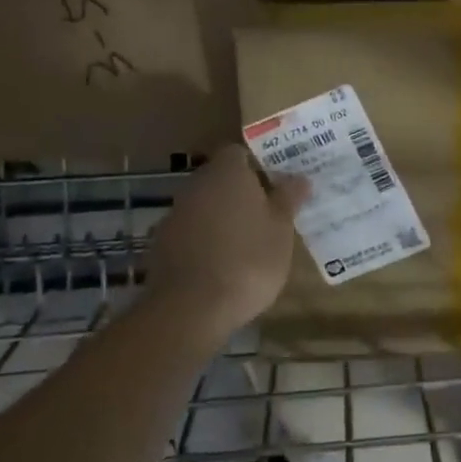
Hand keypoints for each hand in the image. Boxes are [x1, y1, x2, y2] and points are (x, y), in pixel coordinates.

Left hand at [143, 145, 308, 346]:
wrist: (189, 309)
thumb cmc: (247, 260)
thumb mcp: (281, 230)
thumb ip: (288, 199)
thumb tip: (299, 178)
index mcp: (227, 172)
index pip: (240, 153)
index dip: (258, 166)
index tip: (275, 185)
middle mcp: (196, 185)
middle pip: (220, 179)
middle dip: (241, 193)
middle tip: (267, 214)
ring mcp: (175, 215)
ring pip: (204, 206)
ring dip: (221, 218)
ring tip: (246, 243)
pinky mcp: (161, 245)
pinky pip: (190, 233)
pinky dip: (204, 241)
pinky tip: (220, 265)